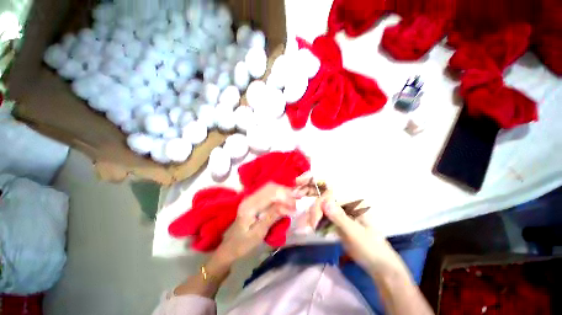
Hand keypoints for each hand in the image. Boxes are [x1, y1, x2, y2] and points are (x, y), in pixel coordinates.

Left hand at [211, 183, 295, 265]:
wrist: (230, 246)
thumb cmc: (243, 244)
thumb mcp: (258, 233)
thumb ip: (271, 217)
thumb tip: (286, 205)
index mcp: (249, 206)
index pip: (270, 193)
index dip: (284, 196)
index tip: (295, 205)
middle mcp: (250, 197)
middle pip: (270, 187)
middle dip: (285, 192)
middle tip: (296, 201)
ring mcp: (251, 197)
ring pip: (270, 187)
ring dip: (282, 192)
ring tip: (292, 201)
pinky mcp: (254, 200)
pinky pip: (268, 192)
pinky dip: (278, 194)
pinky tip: (284, 200)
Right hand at [315, 191, 408, 276]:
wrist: (379, 266)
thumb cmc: (371, 249)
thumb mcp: (355, 234)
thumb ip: (340, 218)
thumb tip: (325, 202)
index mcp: (354, 203)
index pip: (331, 194)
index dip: (320, 204)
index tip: (314, 220)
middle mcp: (347, 204)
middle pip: (325, 199)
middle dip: (315, 210)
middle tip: (310, 225)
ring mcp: (342, 212)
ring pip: (323, 207)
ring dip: (314, 215)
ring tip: (309, 226)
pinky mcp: (338, 221)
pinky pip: (324, 216)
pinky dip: (317, 220)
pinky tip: (313, 226)